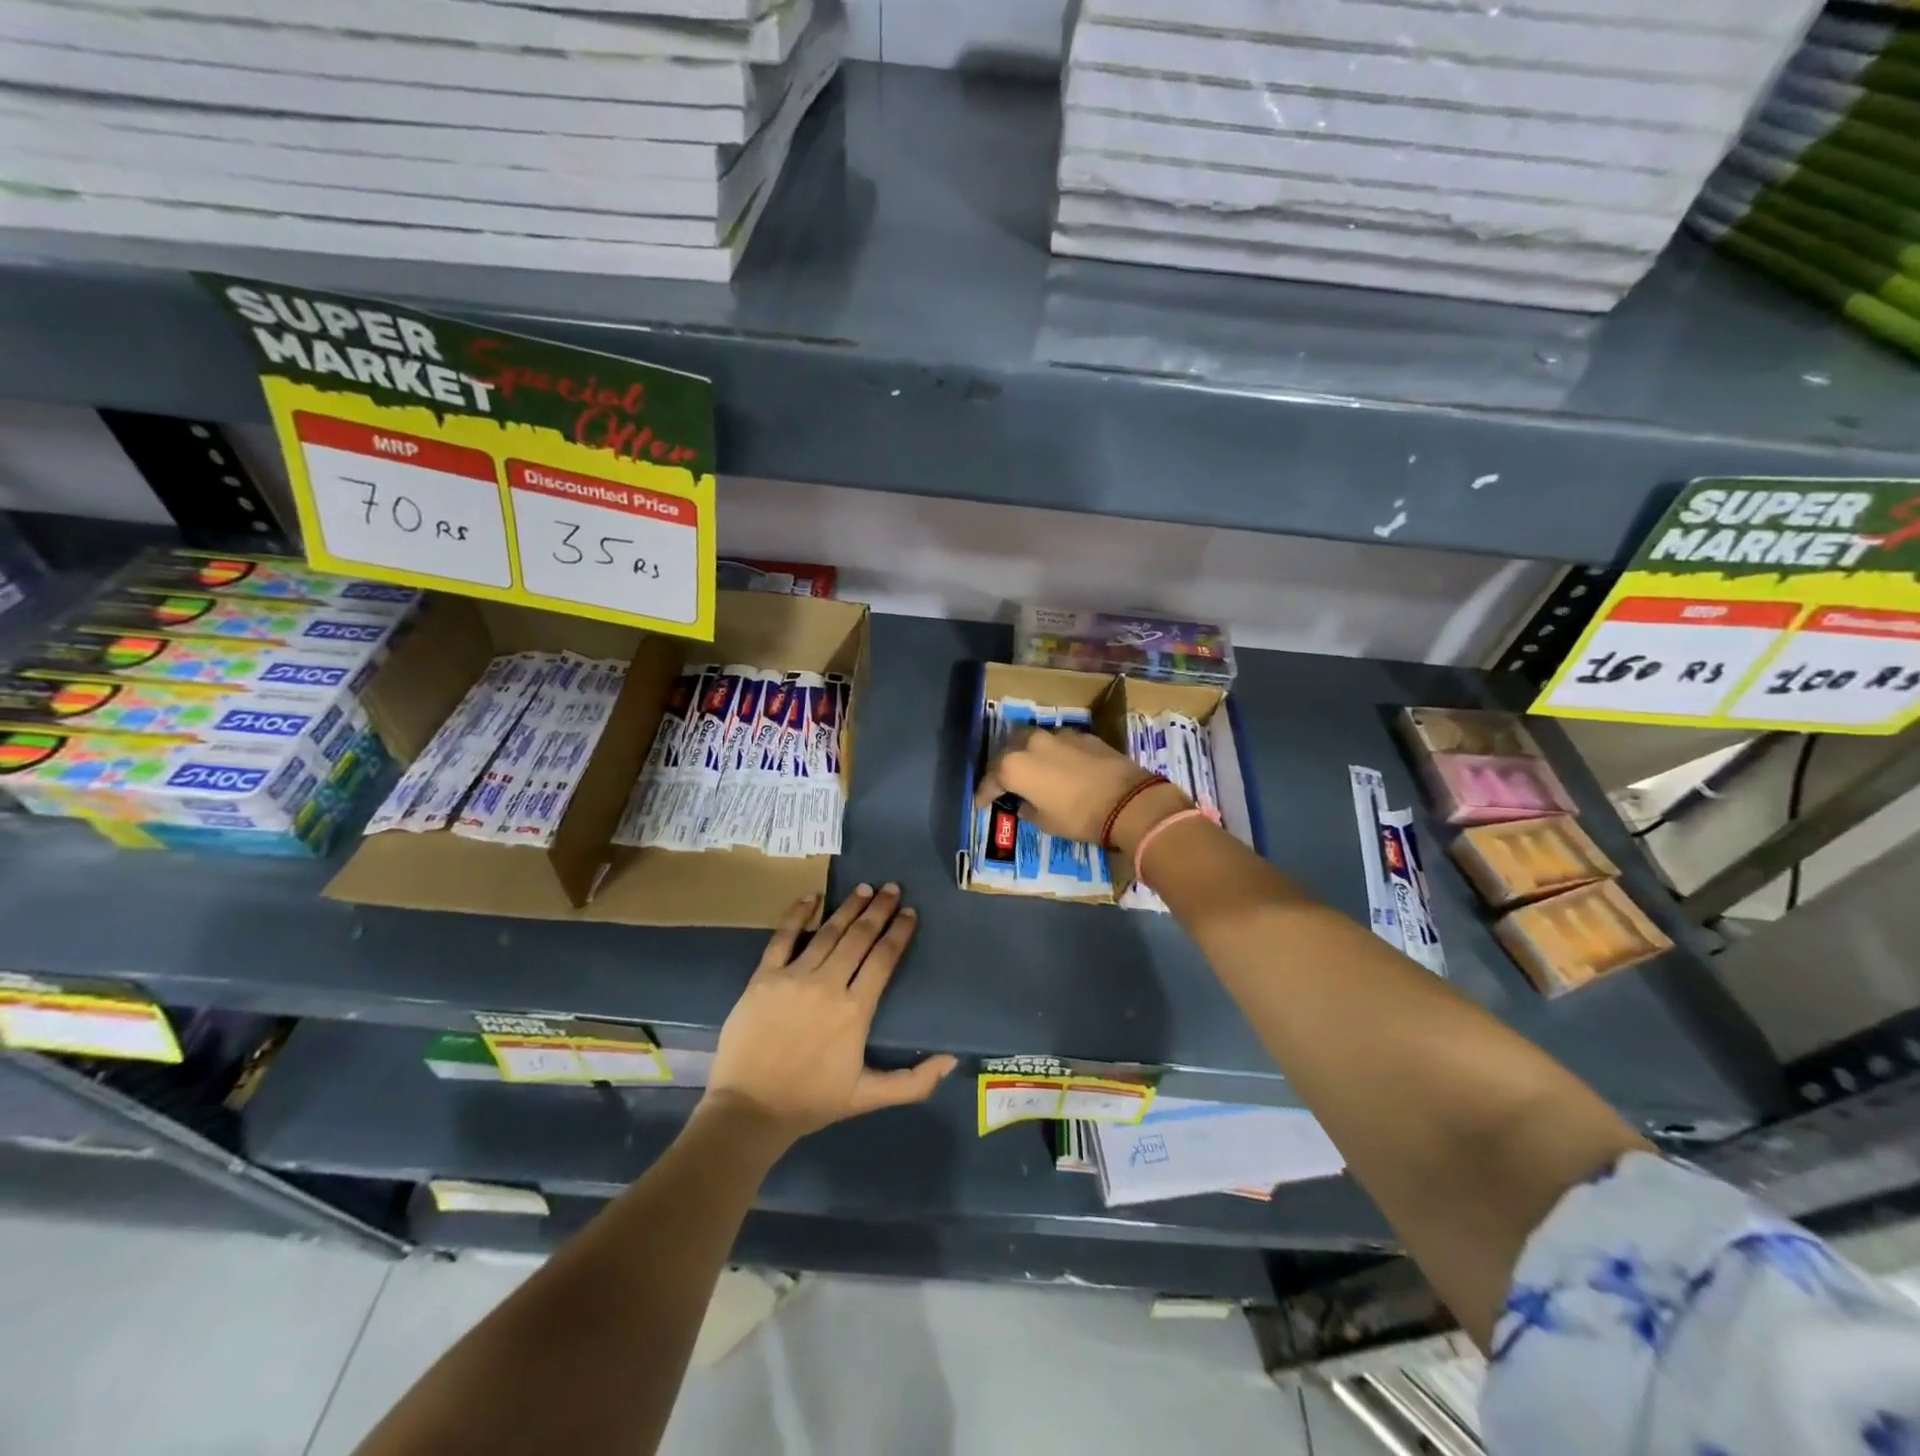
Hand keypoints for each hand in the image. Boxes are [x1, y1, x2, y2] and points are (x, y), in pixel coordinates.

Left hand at [702, 884, 956, 1147]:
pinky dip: (798, 914)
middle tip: (892, 888)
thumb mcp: (868, 1097)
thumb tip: (951, 1060)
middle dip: (879, 909)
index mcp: (855, 1010)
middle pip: (859, 937)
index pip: (883, 958)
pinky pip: (783, 937)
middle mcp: (828, 984)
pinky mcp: (764, 976)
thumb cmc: (811, 1102)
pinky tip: (812, 897)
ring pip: (828, 932)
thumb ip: (913, 1082)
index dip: (899, 932)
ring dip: (848, 907)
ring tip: (864, 888)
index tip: (910, 912)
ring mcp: (793, 976)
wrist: (749, 1110)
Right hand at [974, 727, 1187, 853]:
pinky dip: (1055, 753)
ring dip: (1030, 755)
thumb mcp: (1046, 822)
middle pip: (1009, 751)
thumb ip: (1029, 809)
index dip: (984, 793)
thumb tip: (1026, 803)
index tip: (981, 803)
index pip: (990, 779)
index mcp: (1015, 766)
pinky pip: (1059, 742)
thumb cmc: (1080, 817)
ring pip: (1034, 741)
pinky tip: (1061, 766)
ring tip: (1034, 771)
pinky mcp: (1083, 734)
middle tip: (1007, 783)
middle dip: (1005, 767)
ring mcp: (1058, 735)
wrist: (1129, 801)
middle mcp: (1031, 744)